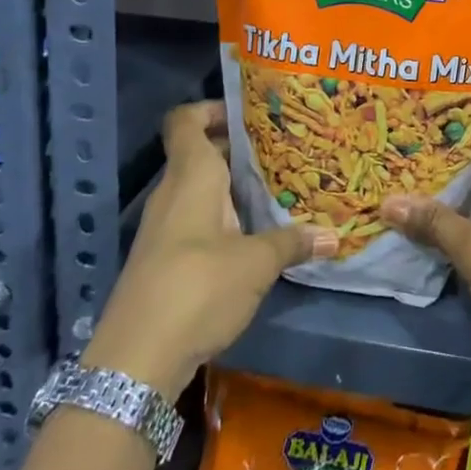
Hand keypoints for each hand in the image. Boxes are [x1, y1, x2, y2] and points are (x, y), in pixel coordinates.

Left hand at [81, 101, 335, 397]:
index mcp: (191, 177)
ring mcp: (165, 227)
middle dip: (239, 150)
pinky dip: (224, 217)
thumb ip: (292, 242)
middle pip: (200, 153)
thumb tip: (334, 235)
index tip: (250, 114)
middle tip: (283, 151)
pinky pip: (197, 220)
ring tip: (278, 190)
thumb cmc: (198, 288)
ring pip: (201, 189)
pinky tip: (255, 235)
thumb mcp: (256, 263)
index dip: (212, 109)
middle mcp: (173, 193)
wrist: (136, 361)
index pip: (186, 121)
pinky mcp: (165, 258)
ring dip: (234, 188)